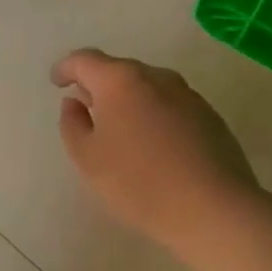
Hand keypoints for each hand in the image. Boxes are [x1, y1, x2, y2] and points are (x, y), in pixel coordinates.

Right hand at [52, 49, 257, 257]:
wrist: (215, 210)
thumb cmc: (140, 183)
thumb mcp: (88, 159)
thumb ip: (72, 124)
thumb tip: (75, 103)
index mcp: (120, 80)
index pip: (84, 60)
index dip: (66, 68)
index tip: (56, 81)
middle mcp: (155, 76)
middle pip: (118, 70)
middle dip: (99, 84)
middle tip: (86, 106)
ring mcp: (186, 94)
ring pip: (147, 87)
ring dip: (129, 100)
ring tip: (120, 128)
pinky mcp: (209, 116)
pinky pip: (170, 105)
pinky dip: (154, 115)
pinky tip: (154, 145)